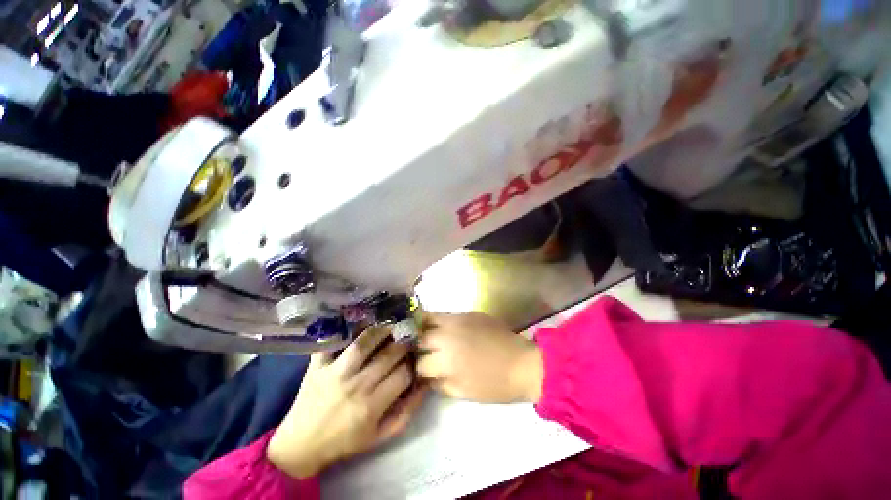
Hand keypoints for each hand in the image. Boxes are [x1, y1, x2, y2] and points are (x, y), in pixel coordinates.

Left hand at [267, 327, 426, 478]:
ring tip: (390, 325)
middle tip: (408, 336)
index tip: (416, 358)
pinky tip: (358, 322)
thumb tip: (423, 385)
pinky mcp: (318, 365)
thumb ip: (405, 413)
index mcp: (372, 405)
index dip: (414, 363)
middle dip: (404, 343)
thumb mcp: (380, 436)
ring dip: (381, 330)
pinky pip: (333, 342)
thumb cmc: (345, 442)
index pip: (403, 374)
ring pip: (364, 342)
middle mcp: (356, 385)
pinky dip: (344, 330)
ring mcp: (335, 372)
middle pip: (389, 354)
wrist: (301, 445)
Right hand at [417, 312, 542, 403]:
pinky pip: (447, 314)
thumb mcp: (464, 392)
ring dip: (425, 328)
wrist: (522, 363)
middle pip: (421, 337)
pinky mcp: (469, 313)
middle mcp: (448, 335)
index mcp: (447, 360)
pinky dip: (440, 322)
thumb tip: (427, 376)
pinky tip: (445, 329)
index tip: (422, 371)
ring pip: (430, 318)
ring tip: (426, 334)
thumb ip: (440, 384)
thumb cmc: (495, 385)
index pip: (420, 362)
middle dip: (419, 346)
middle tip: (422, 352)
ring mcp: (458, 320)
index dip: (419, 369)